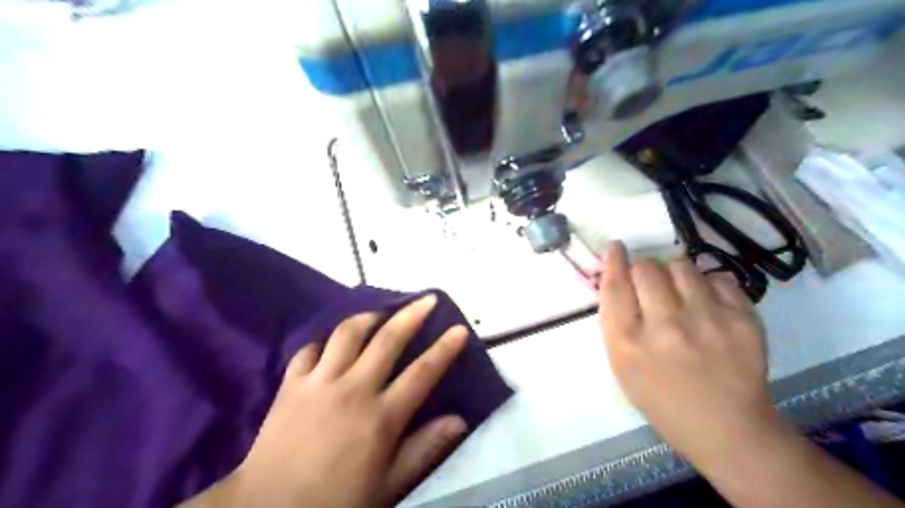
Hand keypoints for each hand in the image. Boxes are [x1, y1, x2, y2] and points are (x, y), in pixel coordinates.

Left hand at [183, 293, 465, 507]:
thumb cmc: (335, 501)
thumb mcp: (388, 485)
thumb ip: (423, 449)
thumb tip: (458, 421)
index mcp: (381, 417)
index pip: (422, 373)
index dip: (445, 348)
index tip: (460, 329)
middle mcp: (353, 390)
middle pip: (388, 340)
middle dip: (412, 315)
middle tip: (427, 299)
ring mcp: (319, 382)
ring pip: (348, 333)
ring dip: (369, 317)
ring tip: (381, 313)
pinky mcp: (291, 384)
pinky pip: (310, 349)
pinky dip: (325, 341)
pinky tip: (333, 343)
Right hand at [600, 244, 781, 469]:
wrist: (725, 426)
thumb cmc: (661, 397)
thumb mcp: (621, 365)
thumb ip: (615, 321)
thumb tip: (617, 277)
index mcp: (629, 342)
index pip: (615, 284)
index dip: (614, 260)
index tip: (617, 247)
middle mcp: (665, 326)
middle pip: (646, 268)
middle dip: (643, 268)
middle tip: (651, 282)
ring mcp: (707, 320)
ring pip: (682, 265)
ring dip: (675, 272)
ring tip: (681, 291)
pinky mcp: (743, 319)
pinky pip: (718, 277)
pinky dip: (708, 284)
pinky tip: (707, 304)